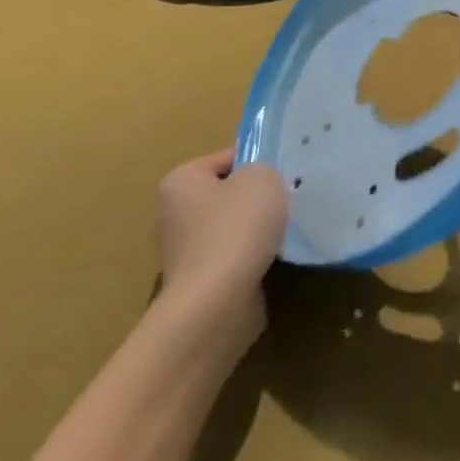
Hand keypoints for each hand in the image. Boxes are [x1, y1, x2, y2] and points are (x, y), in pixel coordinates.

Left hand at [155, 150, 288, 350]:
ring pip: (230, 227)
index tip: (283, 175)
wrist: (216, 302)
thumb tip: (254, 184)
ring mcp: (183, 251)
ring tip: (283, 231)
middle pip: (226, 194)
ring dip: (255, 230)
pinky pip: (232, 256)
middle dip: (255, 198)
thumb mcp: (262, 177)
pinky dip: (251, 257)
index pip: (226, 158)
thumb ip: (261, 169)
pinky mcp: (197, 281)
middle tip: (286, 200)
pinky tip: (272, 257)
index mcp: (180, 181)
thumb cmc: (236, 227)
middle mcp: (173, 214)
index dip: (258, 162)